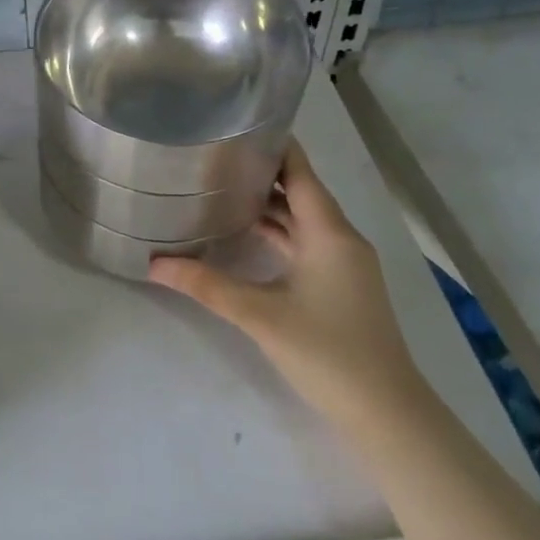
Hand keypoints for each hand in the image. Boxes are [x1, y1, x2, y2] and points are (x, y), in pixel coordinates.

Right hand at [148, 142, 424, 420]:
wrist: (386, 413)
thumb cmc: (327, 353)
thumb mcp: (260, 316)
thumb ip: (206, 285)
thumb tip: (153, 264)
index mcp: (329, 232)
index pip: (300, 171)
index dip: (273, 145)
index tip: (234, 126)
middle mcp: (340, 238)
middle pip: (300, 191)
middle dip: (261, 172)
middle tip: (213, 156)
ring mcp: (344, 263)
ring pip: (303, 219)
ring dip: (268, 204)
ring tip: (221, 186)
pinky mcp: (340, 284)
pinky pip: (306, 242)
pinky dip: (278, 232)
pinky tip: (248, 234)